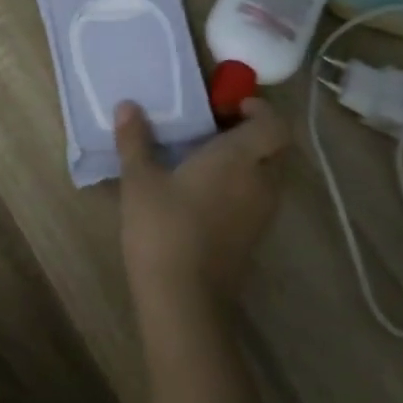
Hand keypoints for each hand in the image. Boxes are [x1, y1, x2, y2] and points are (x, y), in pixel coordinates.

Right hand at [115, 97, 289, 313]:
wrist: (184, 296)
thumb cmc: (163, 227)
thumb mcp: (139, 180)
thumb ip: (135, 140)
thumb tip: (127, 106)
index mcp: (240, 158)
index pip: (274, 123)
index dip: (258, 109)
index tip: (226, 106)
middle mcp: (261, 181)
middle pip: (275, 148)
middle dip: (252, 134)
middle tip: (214, 130)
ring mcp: (262, 212)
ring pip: (268, 175)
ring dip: (247, 162)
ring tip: (206, 161)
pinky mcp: (254, 237)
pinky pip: (257, 199)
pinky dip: (241, 188)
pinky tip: (204, 195)